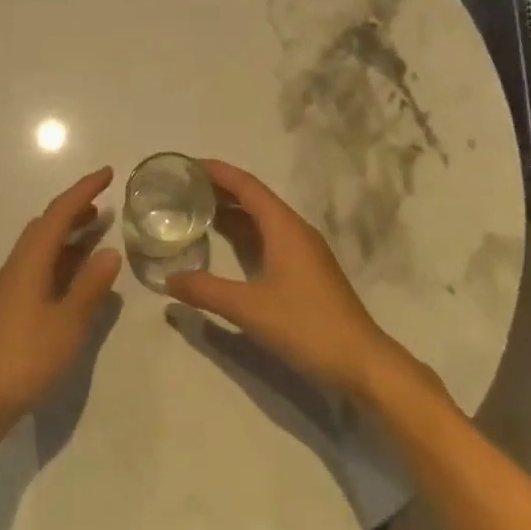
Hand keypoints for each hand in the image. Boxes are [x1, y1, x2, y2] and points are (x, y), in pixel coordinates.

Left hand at [0, 167, 122, 435]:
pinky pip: (40, 264)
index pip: (60, 212)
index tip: (107, 174)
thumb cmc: (26, 356)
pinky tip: (76, 274)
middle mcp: (19, 263)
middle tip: (105, 204)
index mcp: (31, 259)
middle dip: (76, 209)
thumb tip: (110, 251)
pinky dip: (61, 256)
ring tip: (97, 232)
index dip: (84, 190)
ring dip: (68, 233)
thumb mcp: (68, 323)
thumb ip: (90, 286)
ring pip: (42, 245)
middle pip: (47, 224)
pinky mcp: (11, 303)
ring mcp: (12, 284)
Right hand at [167, 160, 441, 403]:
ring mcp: (304, 251)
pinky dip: (244, 234)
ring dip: (232, 212)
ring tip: (196, 211)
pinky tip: (226, 247)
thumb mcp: (249, 308)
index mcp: (284, 226)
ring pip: (262, 219)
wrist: (363, 364)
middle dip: (219, 189)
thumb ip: (206, 290)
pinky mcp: (307, 271)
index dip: (216, 171)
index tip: (186, 165)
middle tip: (183, 188)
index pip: (245, 185)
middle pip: (253, 197)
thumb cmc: (306, 326)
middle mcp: (295, 230)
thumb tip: (168, 279)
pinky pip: (269, 237)